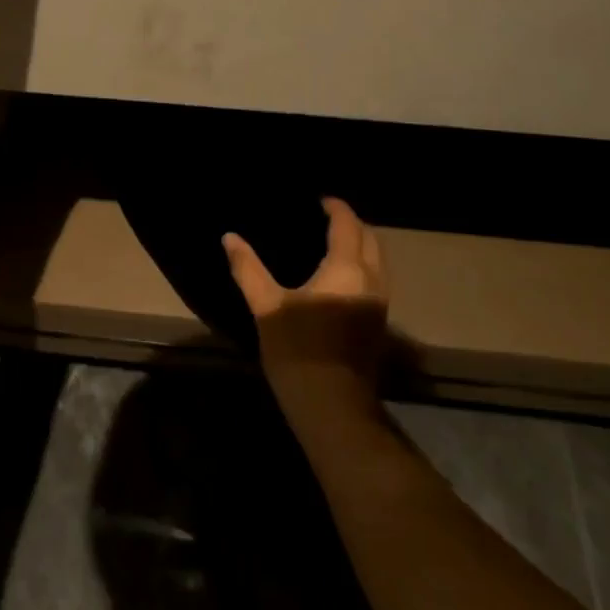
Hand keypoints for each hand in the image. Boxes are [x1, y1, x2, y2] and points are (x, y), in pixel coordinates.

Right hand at [224, 198, 388, 411]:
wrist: (334, 410)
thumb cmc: (299, 352)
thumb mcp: (268, 307)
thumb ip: (248, 268)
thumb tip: (229, 237)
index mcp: (347, 269)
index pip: (347, 224)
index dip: (335, 208)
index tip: (319, 200)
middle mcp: (371, 280)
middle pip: (370, 238)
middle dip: (352, 223)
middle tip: (325, 218)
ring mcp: (379, 304)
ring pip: (378, 260)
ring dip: (361, 244)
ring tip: (331, 242)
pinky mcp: (379, 323)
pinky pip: (376, 278)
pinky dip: (363, 264)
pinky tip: (339, 274)